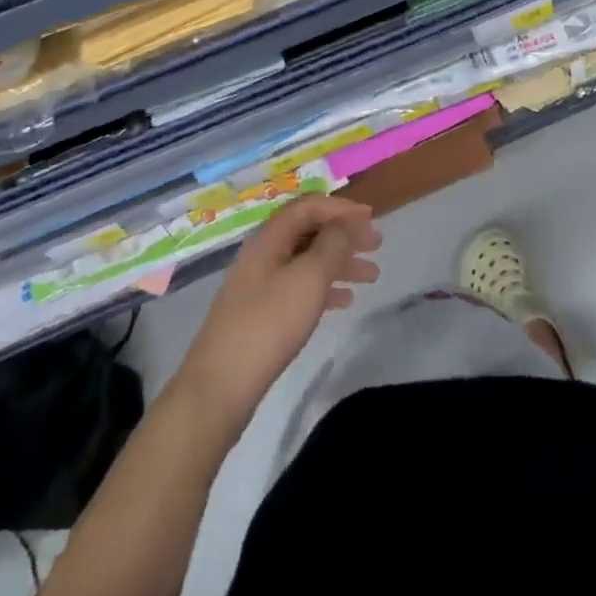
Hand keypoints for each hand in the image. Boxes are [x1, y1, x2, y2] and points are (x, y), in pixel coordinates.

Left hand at [176, 196, 381, 432]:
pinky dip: (324, 289)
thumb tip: (344, 224)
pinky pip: (298, 289)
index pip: (308, 207)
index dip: (340, 207)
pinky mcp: (259, 315)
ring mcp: (258, 286)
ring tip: (371, 276)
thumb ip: (332, 244)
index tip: (371, 217)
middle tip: (376, 245)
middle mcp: (262, 255)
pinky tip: (344, 302)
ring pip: (306, 262)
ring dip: (339, 263)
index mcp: (269, 238)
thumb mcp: (309, 277)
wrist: (219, 388)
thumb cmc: (269, 324)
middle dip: (344, 235)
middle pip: (308, 233)